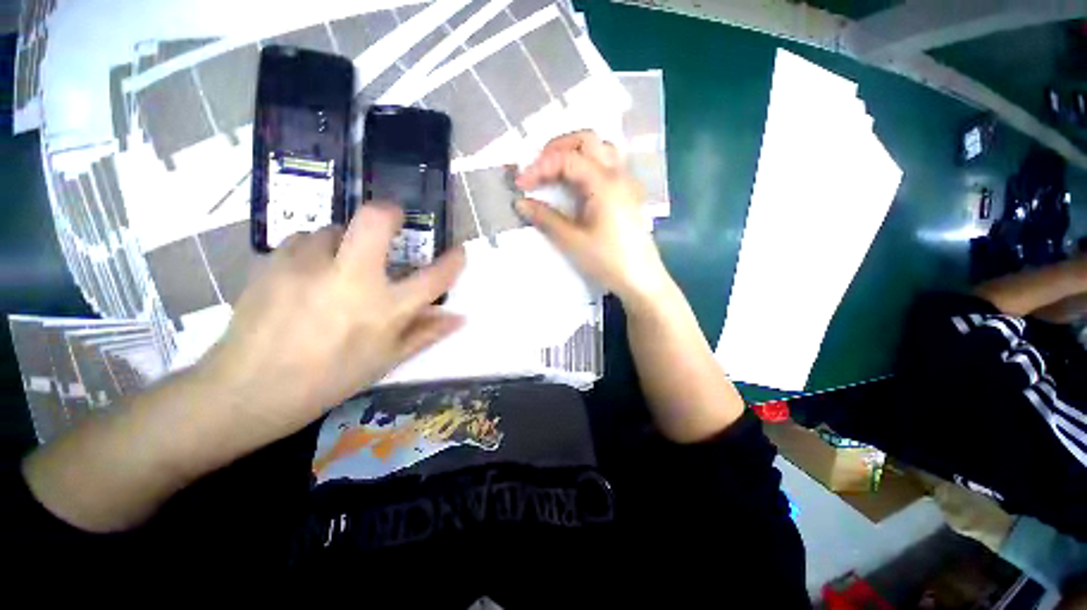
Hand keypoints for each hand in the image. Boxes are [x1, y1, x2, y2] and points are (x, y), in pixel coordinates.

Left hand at [200, 204, 464, 442]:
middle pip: (374, 222)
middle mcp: (351, 279)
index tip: (458, 251)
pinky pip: (303, 240)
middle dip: (389, 213)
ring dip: (345, 242)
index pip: (433, 278)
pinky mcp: (274, 261)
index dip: (452, 261)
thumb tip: (458, 317)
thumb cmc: (329, 378)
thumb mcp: (386, 360)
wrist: (249, 389)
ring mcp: (308, 266)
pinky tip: (307, 274)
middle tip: (393, 220)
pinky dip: (314, 251)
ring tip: (338, 266)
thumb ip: (425, 333)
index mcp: (385, 310)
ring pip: (334, 229)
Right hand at [514, 131, 669, 302]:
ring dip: (575, 152)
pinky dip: (588, 164)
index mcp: (603, 183)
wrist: (641, 279)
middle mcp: (618, 174)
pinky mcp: (628, 193)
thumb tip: (521, 203)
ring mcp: (626, 182)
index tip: (521, 185)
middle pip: (587, 140)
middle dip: (557, 148)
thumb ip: (546, 218)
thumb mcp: (572, 241)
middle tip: (538, 169)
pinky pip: (609, 164)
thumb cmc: (608, 260)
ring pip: (601, 148)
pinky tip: (578, 184)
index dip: (539, 167)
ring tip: (556, 172)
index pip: (566, 159)